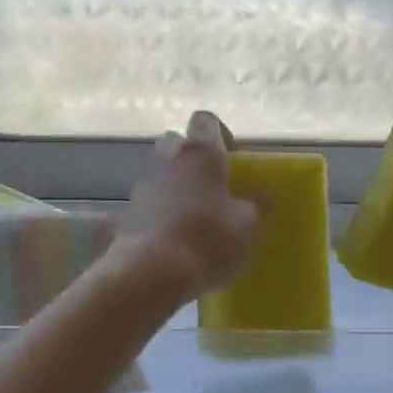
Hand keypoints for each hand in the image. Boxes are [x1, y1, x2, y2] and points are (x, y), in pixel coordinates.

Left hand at [113, 111, 261, 298]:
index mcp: (200, 153)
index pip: (207, 120)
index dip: (220, 134)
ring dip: (177, 186)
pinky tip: (174, 238)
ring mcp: (143, 182)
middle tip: (214, 187)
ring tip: (196, 218)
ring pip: (162, 172)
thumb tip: (265, 195)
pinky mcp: (127, 209)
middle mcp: (168, 158)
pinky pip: (150, 201)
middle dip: (194, 159)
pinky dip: (161, 211)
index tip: (233, 159)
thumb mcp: (247, 226)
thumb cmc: (208, 240)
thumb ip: (256, 205)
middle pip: (179, 144)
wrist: (152, 272)